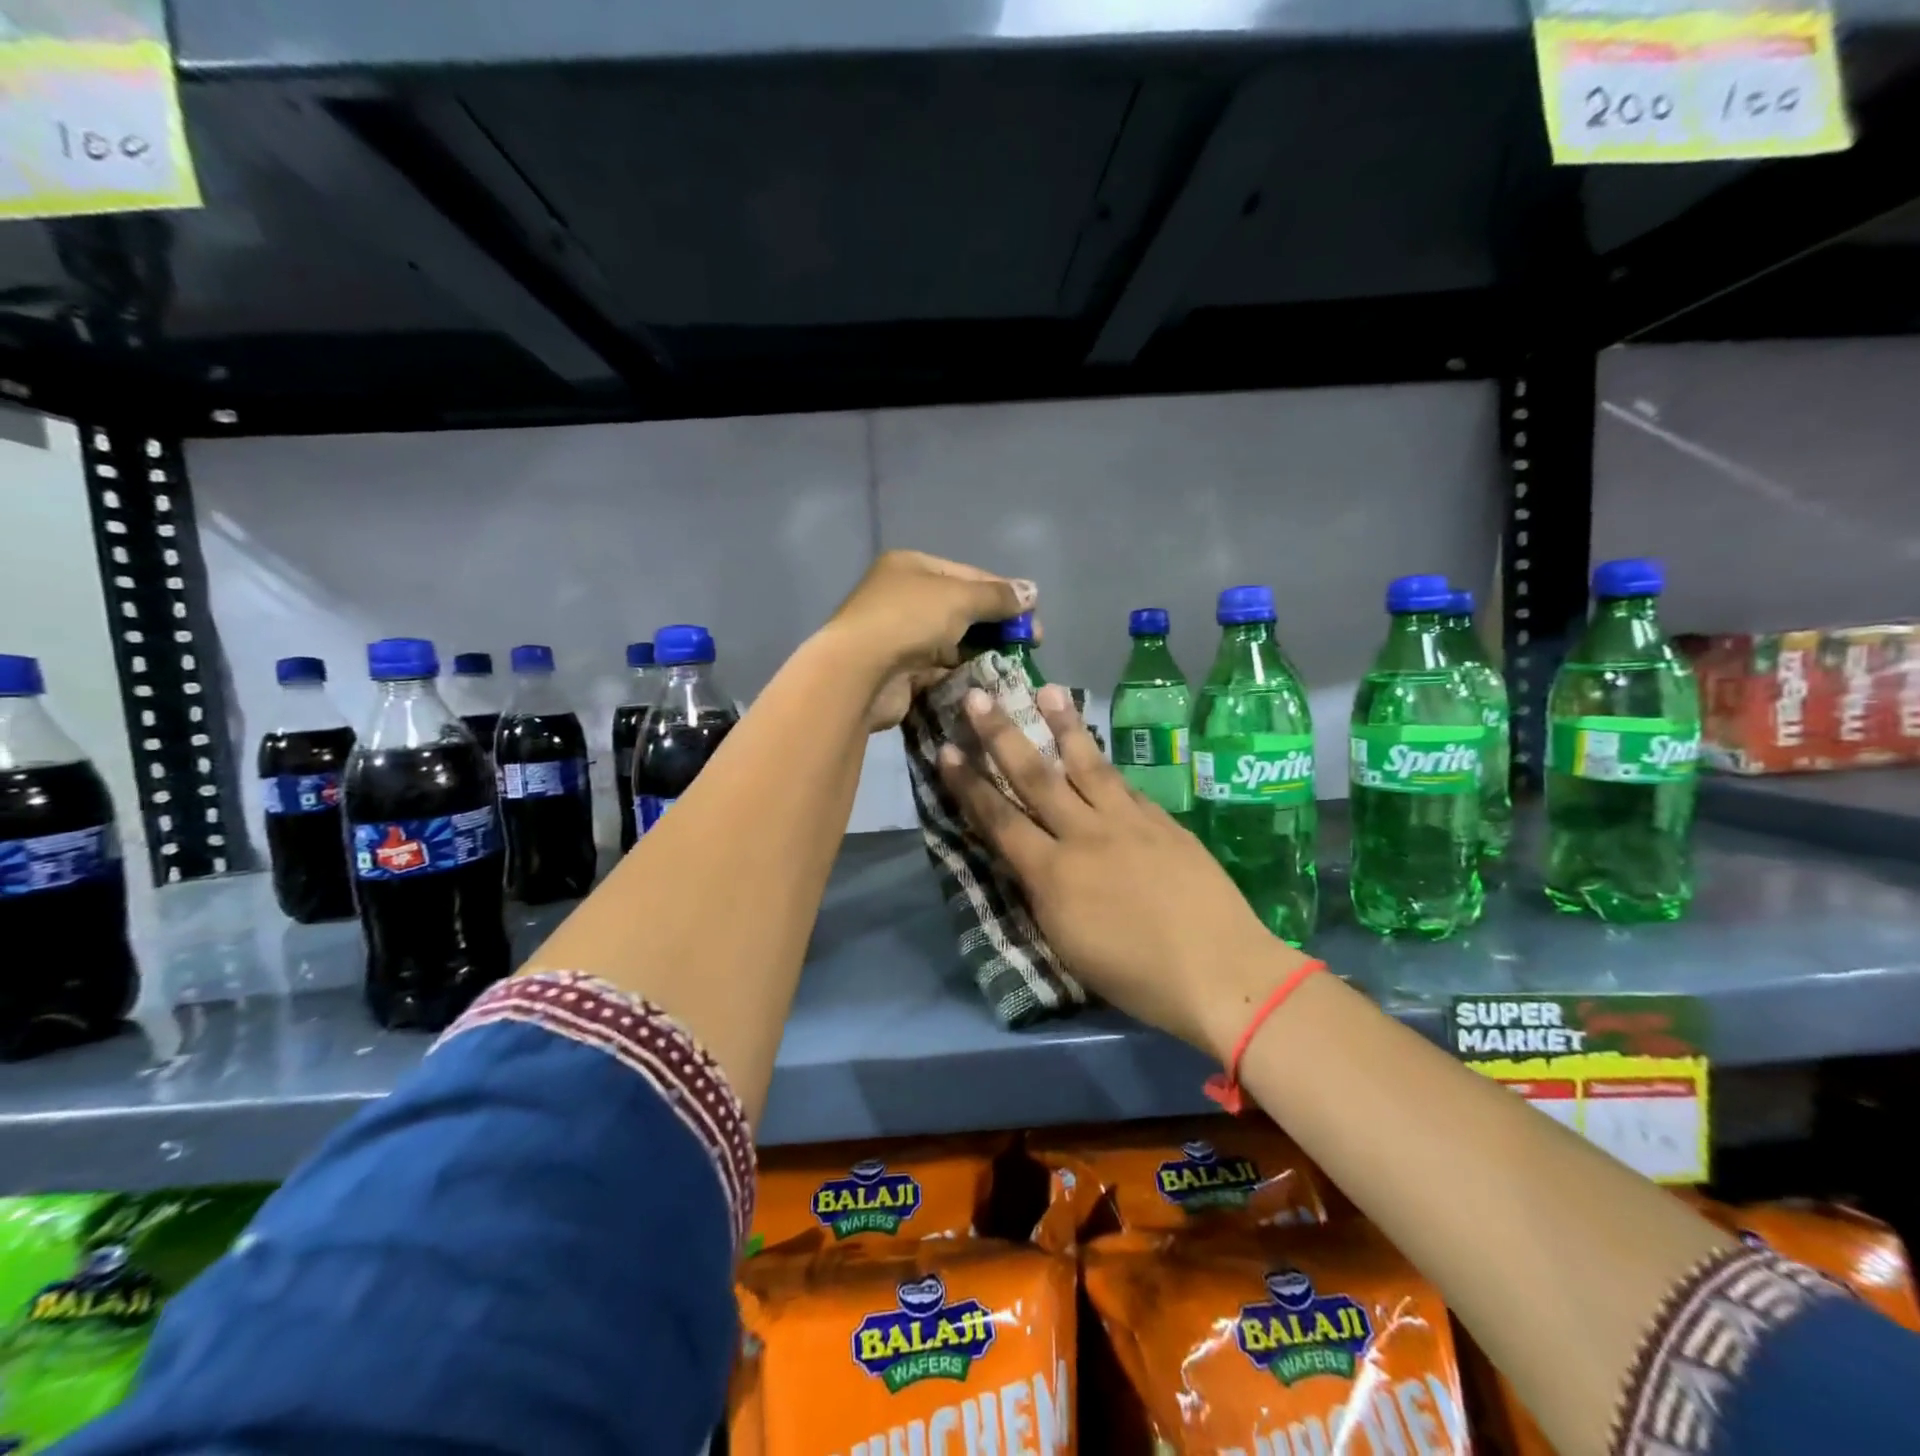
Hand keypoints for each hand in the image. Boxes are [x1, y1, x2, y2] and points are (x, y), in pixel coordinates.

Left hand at [819, 550, 1034, 731]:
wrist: (859, 673)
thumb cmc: (908, 620)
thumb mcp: (959, 597)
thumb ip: (997, 596)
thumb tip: (1032, 592)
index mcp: (912, 567)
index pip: (968, 574)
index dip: (1003, 593)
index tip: (1032, 614)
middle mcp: (904, 597)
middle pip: (962, 608)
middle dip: (997, 625)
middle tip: (1029, 643)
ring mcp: (901, 636)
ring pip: (953, 641)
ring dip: (983, 651)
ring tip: (1014, 664)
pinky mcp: (902, 671)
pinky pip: (942, 668)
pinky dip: (964, 672)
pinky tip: (989, 681)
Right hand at [937, 684, 1308, 1059]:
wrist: (1219, 972)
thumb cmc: (1135, 977)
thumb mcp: (1066, 944)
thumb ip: (1043, 893)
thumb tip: (1030, 859)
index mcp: (1053, 874)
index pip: (999, 819)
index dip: (968, 784)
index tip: (947, 750)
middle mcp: (1085, 835)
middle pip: (1036, 776)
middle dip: (1003, 735)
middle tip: (980, 697)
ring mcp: (1129, 822)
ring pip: (1088, 764)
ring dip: (1064, 725)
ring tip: (1048, 690)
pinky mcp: (1163, 822)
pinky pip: (1126, 786)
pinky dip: (1107, 766)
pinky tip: (1099, 750)